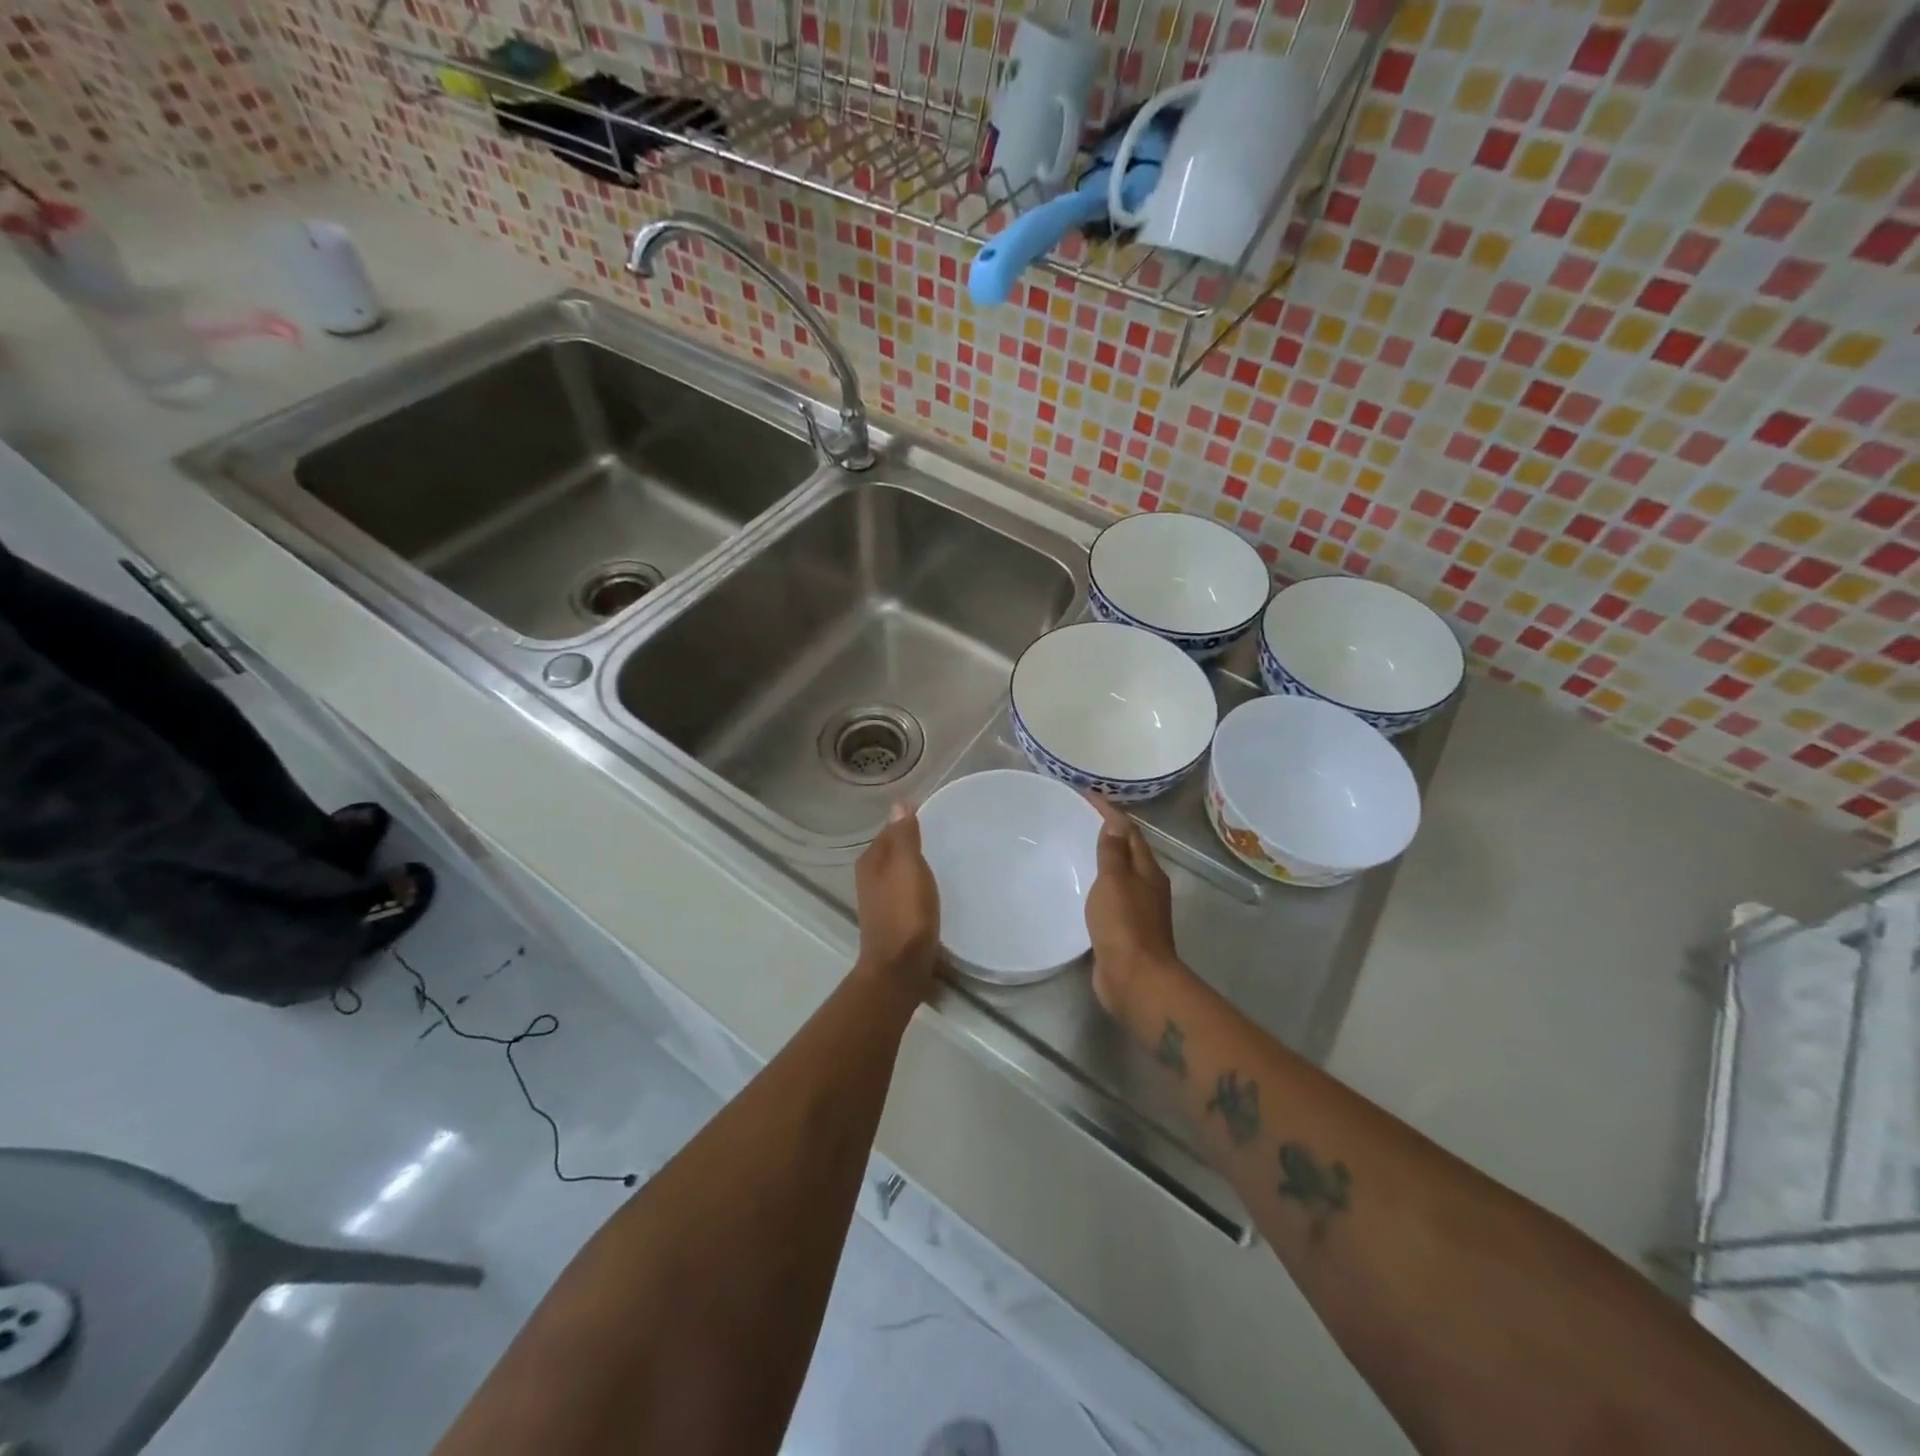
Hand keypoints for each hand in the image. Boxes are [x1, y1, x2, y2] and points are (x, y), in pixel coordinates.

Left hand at [853, 803, 940, 995]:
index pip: (890, 829)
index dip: (909, 820)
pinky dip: (920, 885)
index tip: (936, 813)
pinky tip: (937, 890)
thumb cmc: (905, 914)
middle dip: (914, 841)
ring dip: (917, 865)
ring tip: (946, 859)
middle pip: (894, 850)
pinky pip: (907, 891)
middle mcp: (871, 877)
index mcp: (872, 861)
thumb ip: (904, 836)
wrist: (900, 969)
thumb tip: (898, 803)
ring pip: (900, 871)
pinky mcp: (894, 919)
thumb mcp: (908, 868)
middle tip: (946, 834)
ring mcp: (881, 900)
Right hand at [1083, 794, 1179, 1017]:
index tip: (1086, 794)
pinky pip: (1111, 896)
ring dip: (1104, 859)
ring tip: (1076, 847)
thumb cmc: (1124, 925)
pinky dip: (1098, 884)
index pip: (1128, 831)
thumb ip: (1113, 852)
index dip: (1109, 811)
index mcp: (1147, 871)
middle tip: (1078, 817)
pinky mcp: (1126, 930)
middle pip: (1128, 850)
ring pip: (1120, 874)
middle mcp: (1147, 886)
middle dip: (1108, 832)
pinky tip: (1081, 887)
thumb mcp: (1115, 881)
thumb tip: (1115, 821)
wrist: (1135, 979)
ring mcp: (1139, 909)